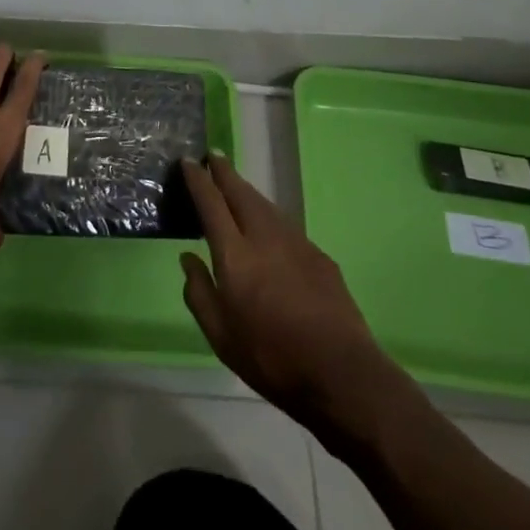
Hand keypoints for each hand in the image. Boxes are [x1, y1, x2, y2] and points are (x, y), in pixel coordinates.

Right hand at [182, 155, 415, 442]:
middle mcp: (264, 237)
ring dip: (247, 190)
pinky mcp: (319, 255)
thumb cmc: (272, 358)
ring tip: (235, 184)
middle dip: (224, 172)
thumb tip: (188, 258)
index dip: (198, 180)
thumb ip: (200, 293)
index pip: (211, 204)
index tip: (188, 161)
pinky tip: (268, 225)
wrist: (341, 373)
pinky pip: (285, 223)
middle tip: (213, 157)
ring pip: (265, 205)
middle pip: (240, 193)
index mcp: (235, 255)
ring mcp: (295, 243)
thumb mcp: (221, 337)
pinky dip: (269, 214)